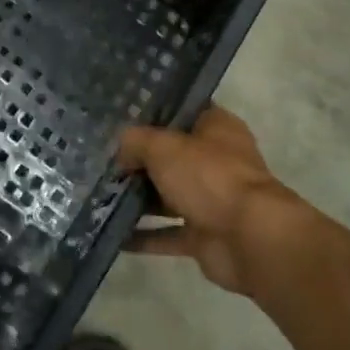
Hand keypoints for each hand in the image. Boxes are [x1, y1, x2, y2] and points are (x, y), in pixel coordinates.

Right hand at [117, 105, 313, 296]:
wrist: (249, 239)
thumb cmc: (209, 176)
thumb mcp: (163, 146)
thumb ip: (136, 141)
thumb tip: (121, 150)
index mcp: (217, 127)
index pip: (183, 111)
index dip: (154, 112)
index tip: (121, 116)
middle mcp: (217, 160)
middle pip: (172, 155)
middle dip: (140, 159)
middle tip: (102, 157)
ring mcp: (213, 200)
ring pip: (169, 195)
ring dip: (140, 198)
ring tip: (100, 194)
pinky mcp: (205, 236)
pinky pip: (168, 234)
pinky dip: (144, 236)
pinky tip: (113, 234)